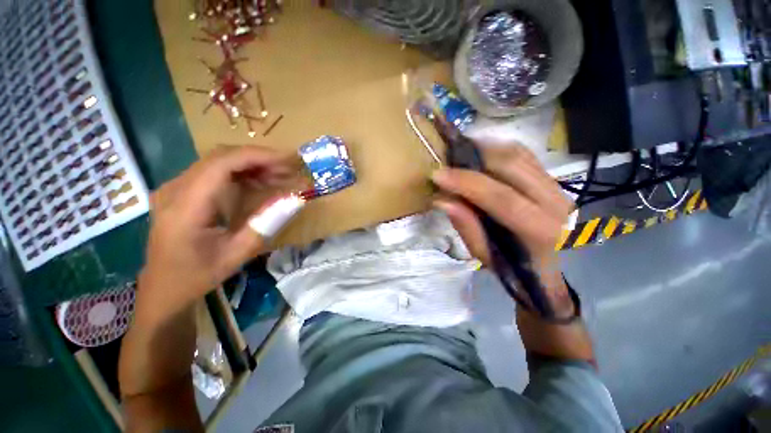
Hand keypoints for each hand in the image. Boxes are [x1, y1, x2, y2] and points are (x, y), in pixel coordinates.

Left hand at [139, 145, 304, 316]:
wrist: (162, 289)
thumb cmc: (197, 275)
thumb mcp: (237, 254)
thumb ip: (266, 224)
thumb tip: (295, 200)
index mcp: (185, 207)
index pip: (222, 164)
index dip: (257, 156)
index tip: (288, 160)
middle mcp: (174, 189)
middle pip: (220, 157)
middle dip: (259, 159)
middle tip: (289, 170)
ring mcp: (174, 188)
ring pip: (217, 161)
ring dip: (251, 165)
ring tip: (279, 176)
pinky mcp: (180, 191)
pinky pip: (213, 172)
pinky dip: (241, 172)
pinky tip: (259, 182)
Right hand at [431, 144, 574, 314]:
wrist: (552, 266)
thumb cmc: (515, 268)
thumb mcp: (486, 255)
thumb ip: (466, 227)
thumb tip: (442, 199)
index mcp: (540, 231)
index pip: (501, 198)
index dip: (466, 183)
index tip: (438, 175)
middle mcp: (555, 202)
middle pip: (512, 165)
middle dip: (474, 157)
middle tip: (446, 159)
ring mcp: (557, 187)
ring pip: (518, 154)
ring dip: (485, 149)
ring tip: (459, 153)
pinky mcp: (552, 179)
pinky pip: (523, 154)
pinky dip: (497, 150)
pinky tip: (479, 153)